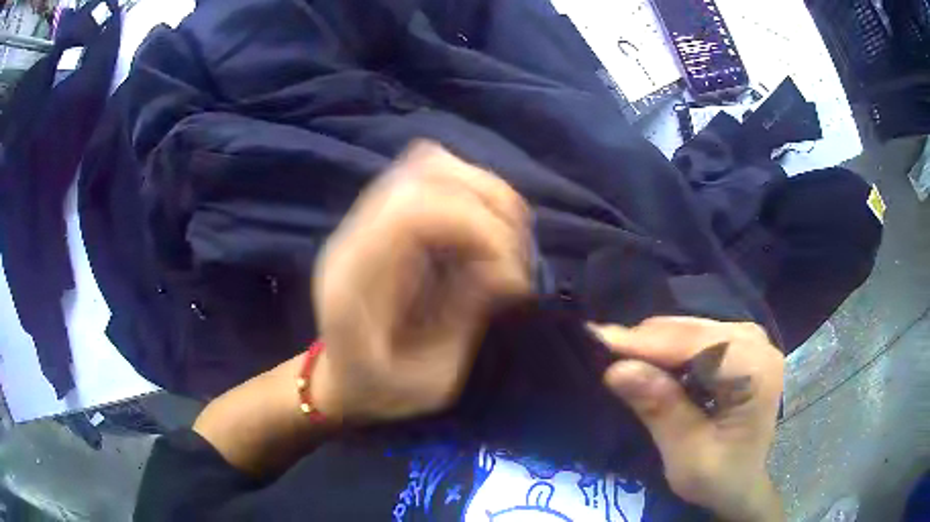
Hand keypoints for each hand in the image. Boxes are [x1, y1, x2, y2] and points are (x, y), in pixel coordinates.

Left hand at [311, 141, 531, 422]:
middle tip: (518, 254)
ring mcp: (365, 220)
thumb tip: (508, 269)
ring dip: (483, 191)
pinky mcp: (383, 218)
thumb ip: (464, 319)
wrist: (339, 380)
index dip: (474, 227)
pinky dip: (471, 191)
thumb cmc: (379, 391)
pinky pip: (429, 176)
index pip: (411, 211)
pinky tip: (487, 229)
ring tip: (509, 238)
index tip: (510, 273)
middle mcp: (355, 235)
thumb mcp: (430, 379)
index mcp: (354, 280)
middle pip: (422, 172)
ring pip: (428, 163)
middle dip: (489, 203)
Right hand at [592, 318, 784, 521]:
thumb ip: (661, 410)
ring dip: (653, 346)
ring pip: (689, 329)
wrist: (740, 483)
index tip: (598, 341)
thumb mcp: (688, 456)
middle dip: (646, 343)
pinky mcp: (736, 345)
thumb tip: (617, 369)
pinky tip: (647, 364)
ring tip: (618, 359)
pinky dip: (665, 351)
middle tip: (601, 354)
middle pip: (692, 331)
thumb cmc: (719, 478)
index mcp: (755, 370)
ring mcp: (748, 339)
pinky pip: (693, 337)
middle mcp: (756, 343)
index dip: (648, 343)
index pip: (698, 344)